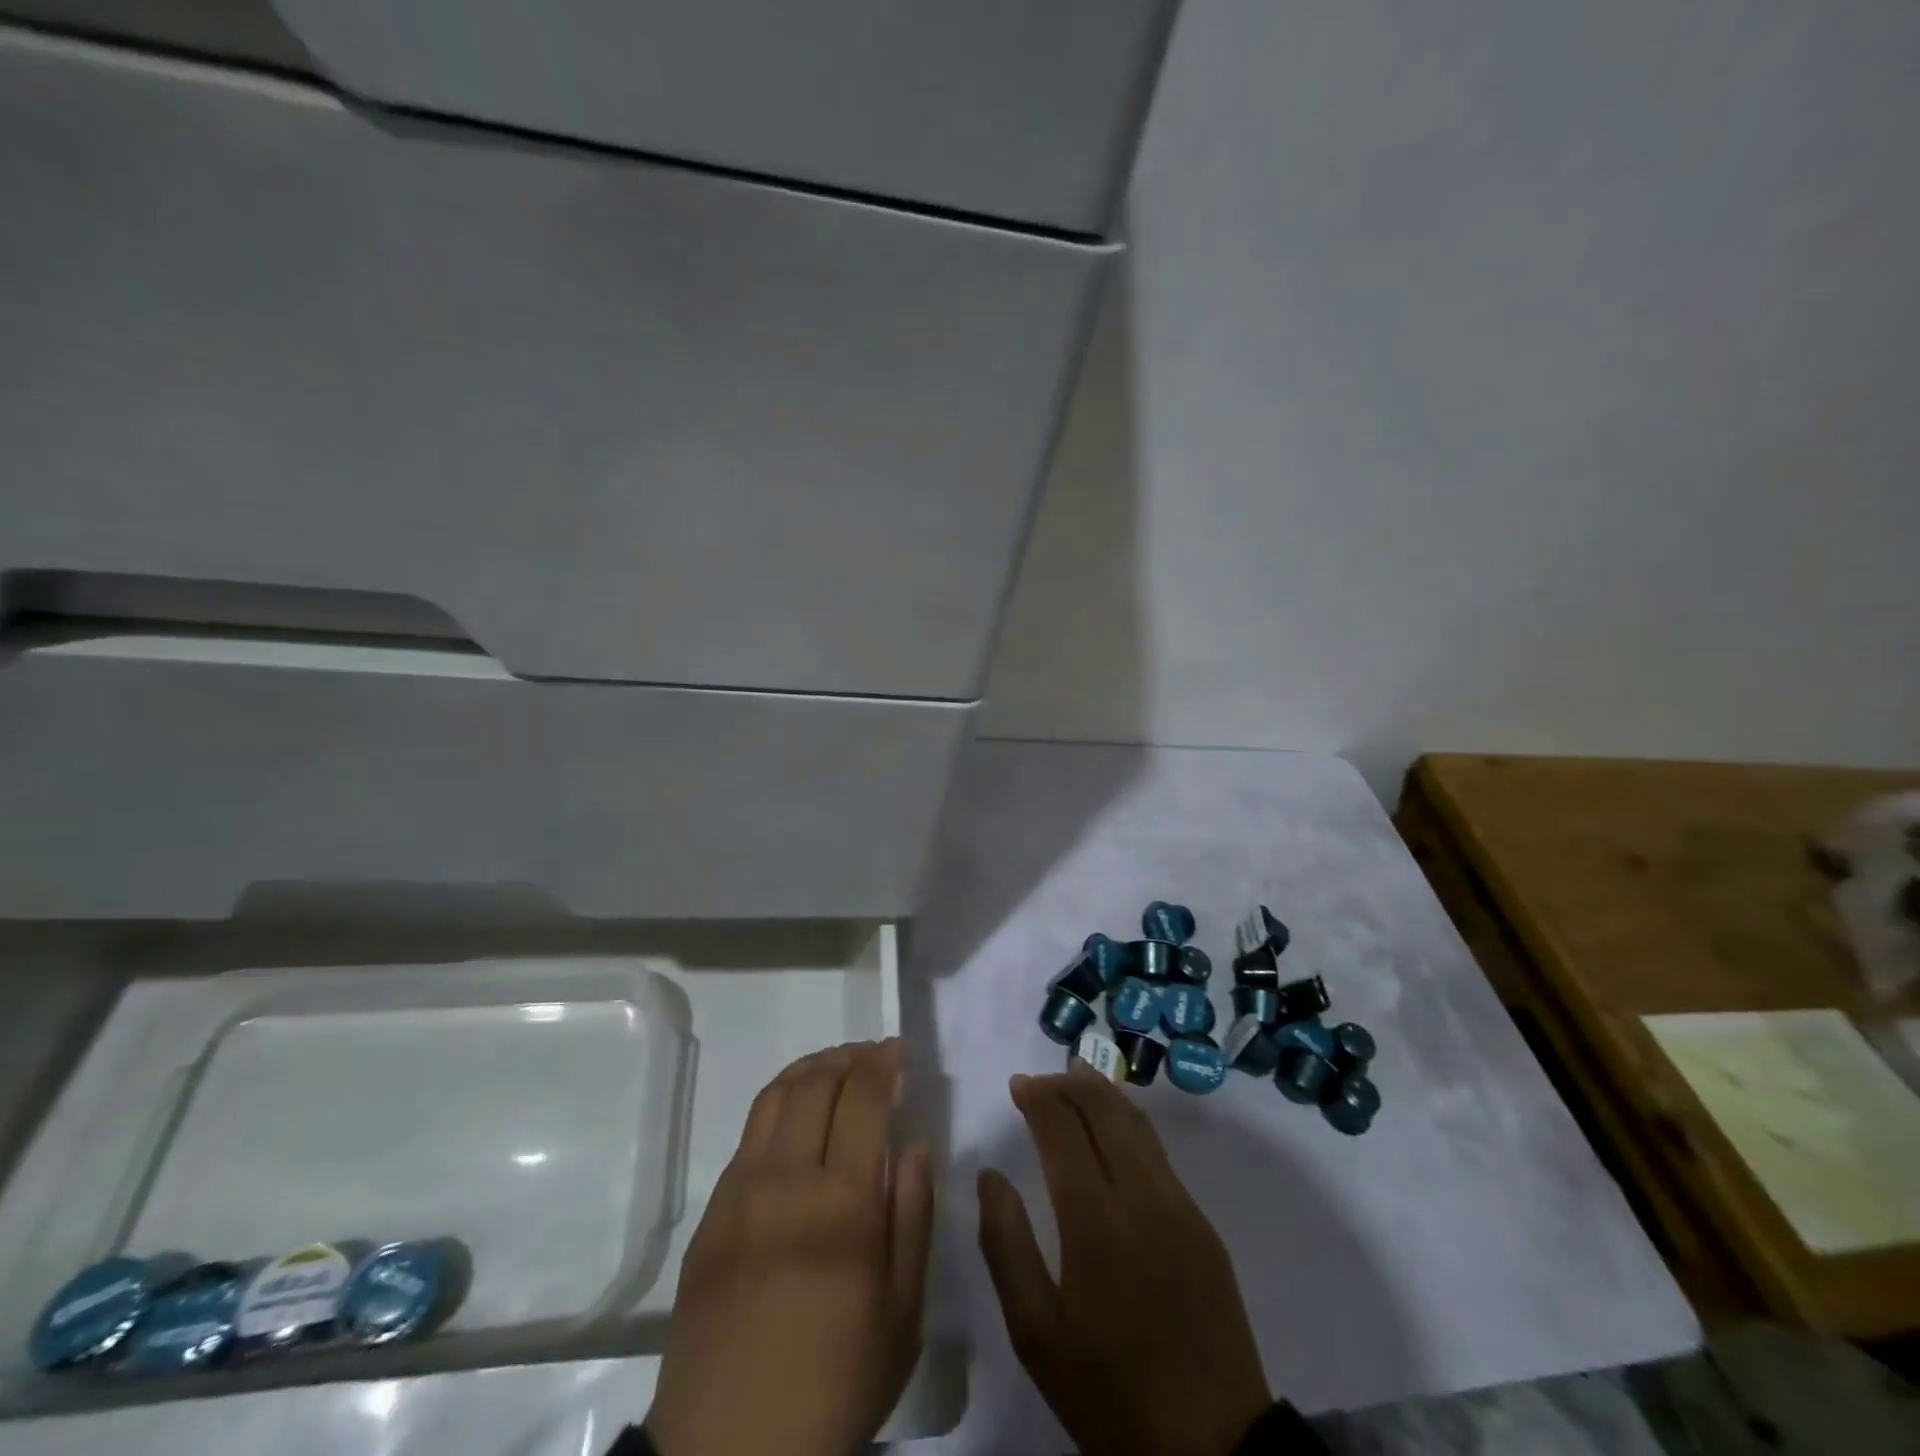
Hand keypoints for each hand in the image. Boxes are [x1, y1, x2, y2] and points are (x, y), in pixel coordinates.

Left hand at [646, 1040, 932, 1455]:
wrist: (730, 1454)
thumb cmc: (836, 1386)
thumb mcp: (903, 1314)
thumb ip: (913, 1216)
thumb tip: (913, 1144)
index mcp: (843, 1203)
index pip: (864, 1098)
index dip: (883, 1062)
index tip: (899, 1049)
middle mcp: (787, 1179)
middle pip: (816, 1082)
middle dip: (849, 1055)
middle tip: (872, 1054)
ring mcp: (740, 1192)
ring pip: (775, 1097)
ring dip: (810, 1068)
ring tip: (834, 1068)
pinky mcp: (711, 1213)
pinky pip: (748, 1134)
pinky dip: (779, 1104)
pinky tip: (795, 1118)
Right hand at [977, 1063, 1272, 1455]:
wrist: (1214, 1452)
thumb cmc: (1109, 1394)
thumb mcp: (1036, 1335)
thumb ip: (1006, 1245)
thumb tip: (989, 1175)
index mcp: (1094, 1220)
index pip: (1062, 1129)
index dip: (1038, 1097)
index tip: (1017, 1085)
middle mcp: (1141, 1196)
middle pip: (1105, 1110)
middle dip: (1070, 1083)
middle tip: (1041, 1078)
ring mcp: (1180, 1206)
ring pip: (1138, 1124)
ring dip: (1104, 1093)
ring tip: (1077, 1078)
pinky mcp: (1203, 1224)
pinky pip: (1159, 1153)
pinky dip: (1130, 1123)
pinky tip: (1115, 1129)